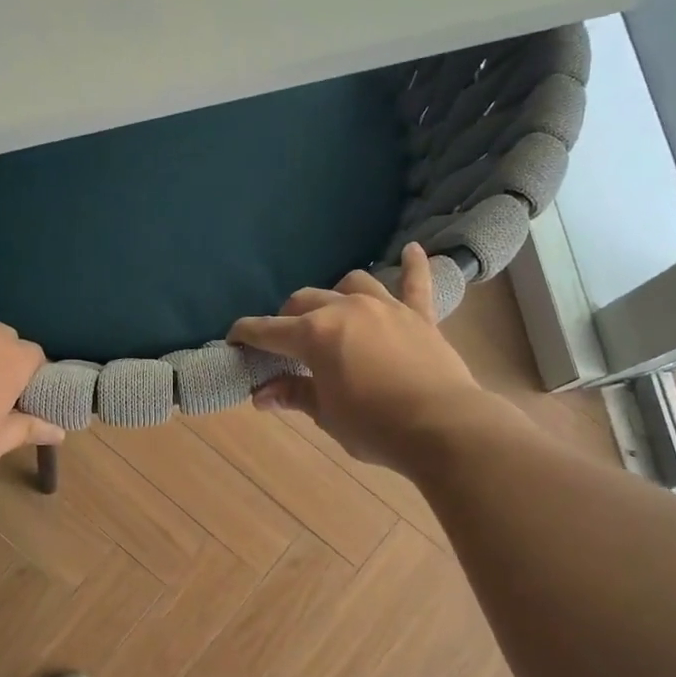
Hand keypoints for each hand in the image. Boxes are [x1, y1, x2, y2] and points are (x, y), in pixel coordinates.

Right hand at [228, 243, 486, 470]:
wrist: (442, 427)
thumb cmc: (374, 427)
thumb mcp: (327, 416)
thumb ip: (294, 395)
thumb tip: (260, 395)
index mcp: (315, 335)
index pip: (269, 331)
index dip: (246, 334)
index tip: (233, 338)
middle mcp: (346, 309)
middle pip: (305, 301)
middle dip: (288, 318)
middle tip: (284, 342)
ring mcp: (386, 307)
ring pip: (352, 283)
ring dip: (336, 294)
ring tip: (333, 310)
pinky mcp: (420, 315)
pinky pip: (416, 282)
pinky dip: (413, 266)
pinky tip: (413, 249)